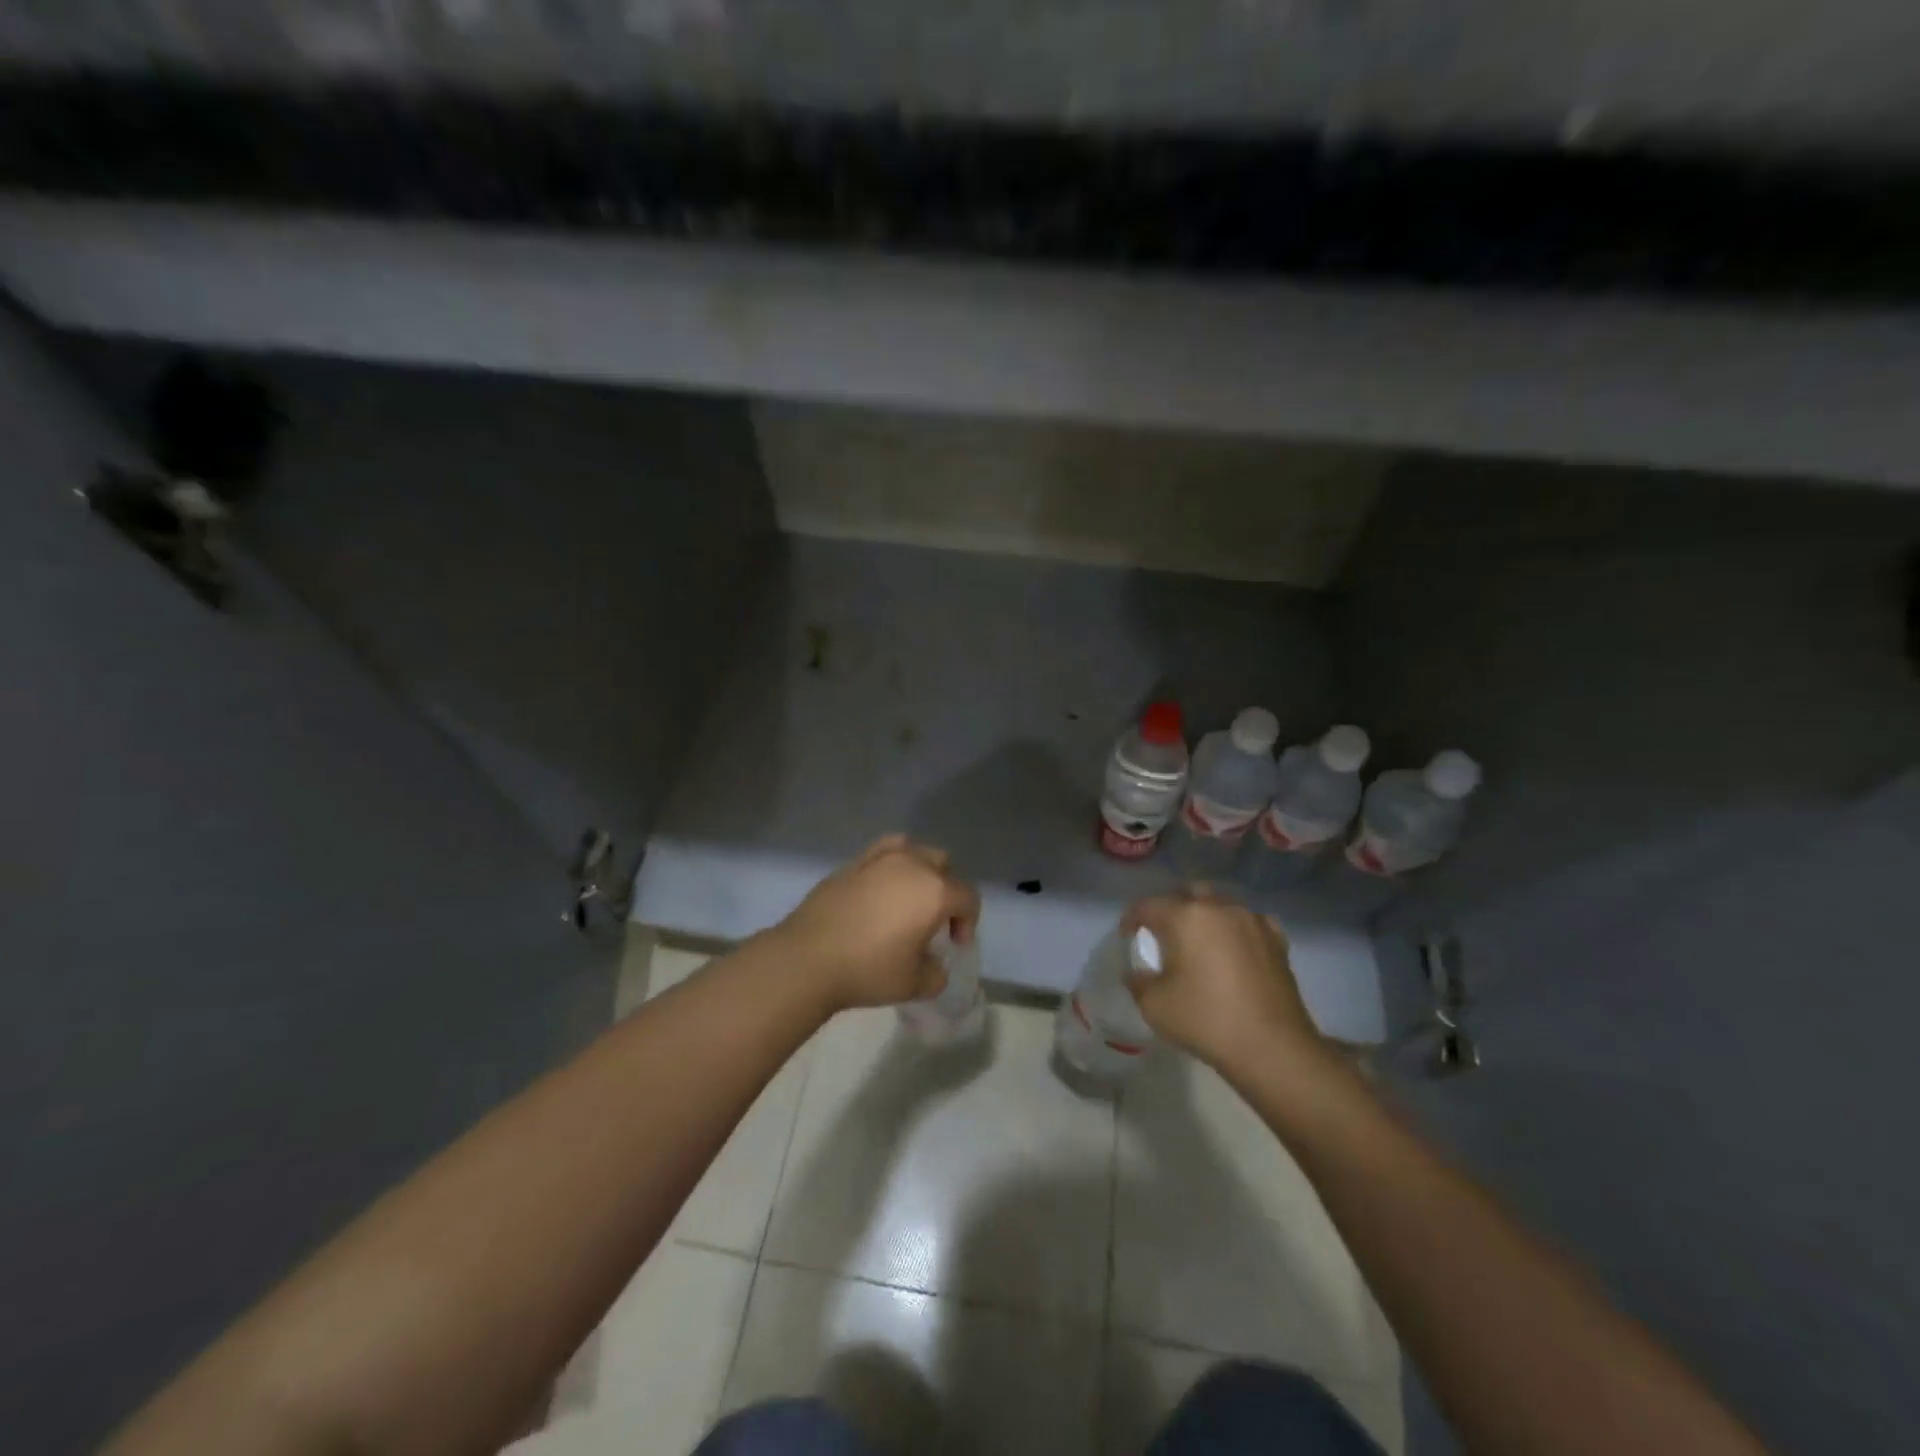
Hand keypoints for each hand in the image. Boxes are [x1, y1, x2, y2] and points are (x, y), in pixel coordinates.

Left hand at [771, 836, 981, 1013]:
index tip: (954, 944)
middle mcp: (912, 865)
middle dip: (947, 890)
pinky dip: (891, 864)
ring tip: (908, 897)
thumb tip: (933, 965)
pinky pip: (883, 851)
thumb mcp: (914, 984)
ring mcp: (880, 859)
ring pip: (914, 850)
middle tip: (934, 921)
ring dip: (920, 870)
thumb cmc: (869, 970)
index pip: (968, 897)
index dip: (968, 921)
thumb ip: (935, 973)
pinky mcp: (852, 862)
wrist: (808, 958)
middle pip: (943, 866)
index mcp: (936, 892)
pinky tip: (881, 887)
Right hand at [1124, 886, 1337, 1086]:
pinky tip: (1235, 949)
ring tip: (1200, 942)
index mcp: (1185, 916)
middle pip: (1187, 894)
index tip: (1127, 937)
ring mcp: (1252, 921)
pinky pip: (1249, 922)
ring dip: (1205, 916)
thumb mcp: (1154, 1005)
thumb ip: (1138, 982)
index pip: (1147, 906)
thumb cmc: (1206, 1020)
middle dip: (1171, 908)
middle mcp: (1219, 908)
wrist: (1272, 1047)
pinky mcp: (1276, 940)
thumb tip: (1136, 973)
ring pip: (1221, 904)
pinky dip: (1236, 929)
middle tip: (1164, 934)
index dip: (1131, 919)